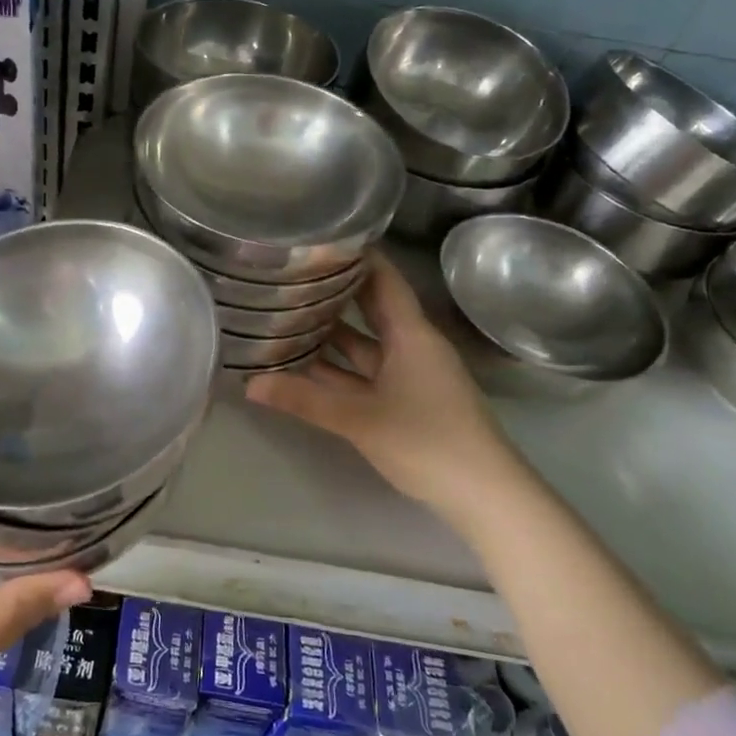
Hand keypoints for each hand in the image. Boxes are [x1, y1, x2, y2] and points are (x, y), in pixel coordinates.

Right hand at [244, 254, 529, 528]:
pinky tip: (306, 368)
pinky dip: (340, 370)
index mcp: (411, 335)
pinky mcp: (409, 402)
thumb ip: (304, 399)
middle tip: (291, 275)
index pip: (383, 279)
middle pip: (371, 309)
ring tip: (287, 317)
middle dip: (334, 294)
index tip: (319, 239)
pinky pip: (368, 374)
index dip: (356, 257)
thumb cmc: (427, 442)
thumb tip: (250, 384)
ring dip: (332, 336)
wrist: (486, 497)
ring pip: (366, 346)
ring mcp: (412, 376)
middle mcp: (412, 347)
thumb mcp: (359, 418)